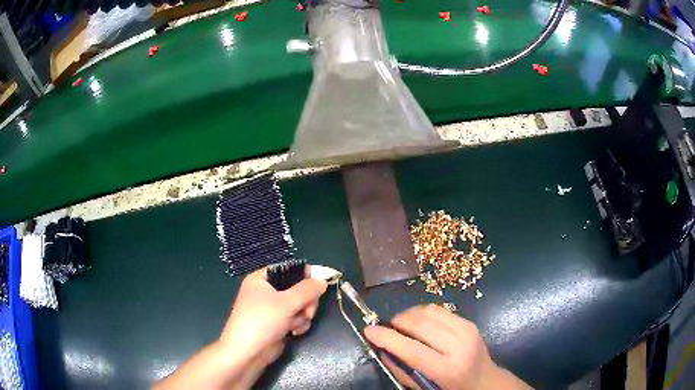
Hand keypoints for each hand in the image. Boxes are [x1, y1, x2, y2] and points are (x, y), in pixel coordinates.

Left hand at [218, 266, 327, 385]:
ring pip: (300, 304)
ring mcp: (273, 308)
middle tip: (307, 311)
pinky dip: (298, 324)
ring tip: (295, 324)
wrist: (248, 352)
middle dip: (305, 301)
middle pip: (298, 288)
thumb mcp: (286, 302)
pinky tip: (294, 332)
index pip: (289, 269)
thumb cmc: (263, 321)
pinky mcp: (278, 323)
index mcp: (262, 279)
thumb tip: (323, 280)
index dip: (307, 273)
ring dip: (303, 315)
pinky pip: (296, 317)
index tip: (325, 279)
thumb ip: (307, 289)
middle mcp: (266, 291)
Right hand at [364, 304, 529, 389]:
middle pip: (420, 325)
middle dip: (397, 322)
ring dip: (409, 315)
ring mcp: (467, 331)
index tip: (369, 330)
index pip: (412, 349)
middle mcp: (459, 346)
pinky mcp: (469, 322)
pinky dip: (423, 313)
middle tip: (385, 328)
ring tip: (400, 324)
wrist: (485, 382)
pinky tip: (418, 322)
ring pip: (429, 312)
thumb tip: (381, 348)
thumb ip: (402, 370)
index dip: (387, 338)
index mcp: (447, 369)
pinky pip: (440, 310)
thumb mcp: (423, 388)